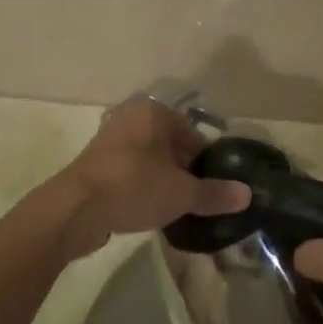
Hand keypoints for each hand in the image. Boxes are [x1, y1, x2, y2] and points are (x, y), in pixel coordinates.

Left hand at [49, 99, 250, 261]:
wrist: (74, 209)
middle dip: (183, 171)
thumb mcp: (182, 193)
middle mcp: (130, 118)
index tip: (210, 186)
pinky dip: (139, 188)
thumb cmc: (134, 186)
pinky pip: (128, 173)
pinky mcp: (94, 165)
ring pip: (148, 160)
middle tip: (194, 199)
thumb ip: (215, 193)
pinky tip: (146, 211)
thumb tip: (247, 195)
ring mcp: (109, 141)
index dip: (204, 161)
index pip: (191, 133)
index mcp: (154, 112)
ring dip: (161, 180)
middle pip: (169, 146)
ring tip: (173, 208)